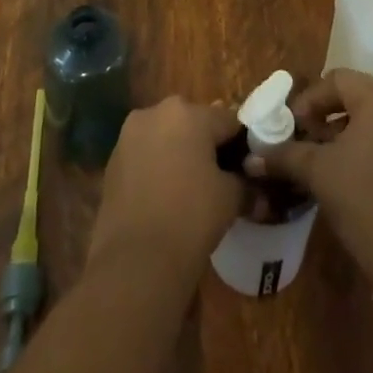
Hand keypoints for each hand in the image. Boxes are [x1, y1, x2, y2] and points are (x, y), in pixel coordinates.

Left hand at [88, 97, 241, 280]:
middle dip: (206, 146)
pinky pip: (145, 154)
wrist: (135, 261)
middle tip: (218, 178)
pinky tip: (164, 197)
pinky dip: (156, 167)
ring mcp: (130, 134)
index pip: (227, 121)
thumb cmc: (190, 218)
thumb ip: (245, 186)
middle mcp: (156, 112)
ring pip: (166, 136)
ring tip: (189, 189)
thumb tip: (259, 192)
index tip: (247, 168)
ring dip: (179, 154)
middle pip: (193, 123)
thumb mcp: (229, 199)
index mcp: (189, 113)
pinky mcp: (113, 159)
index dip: (241, 144)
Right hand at [249, 69, 372, 291]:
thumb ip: (284, 156)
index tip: (292, 125)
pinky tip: (339, 168)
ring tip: (316, 152)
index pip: (337, 79)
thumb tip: (251, 157)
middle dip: (323, 111)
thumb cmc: (362, 201)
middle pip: (352, 93)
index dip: (310, 98)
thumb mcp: (317, 173)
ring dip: (338, 127)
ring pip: (366, 115)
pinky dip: (356, 141)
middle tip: (303, 133)